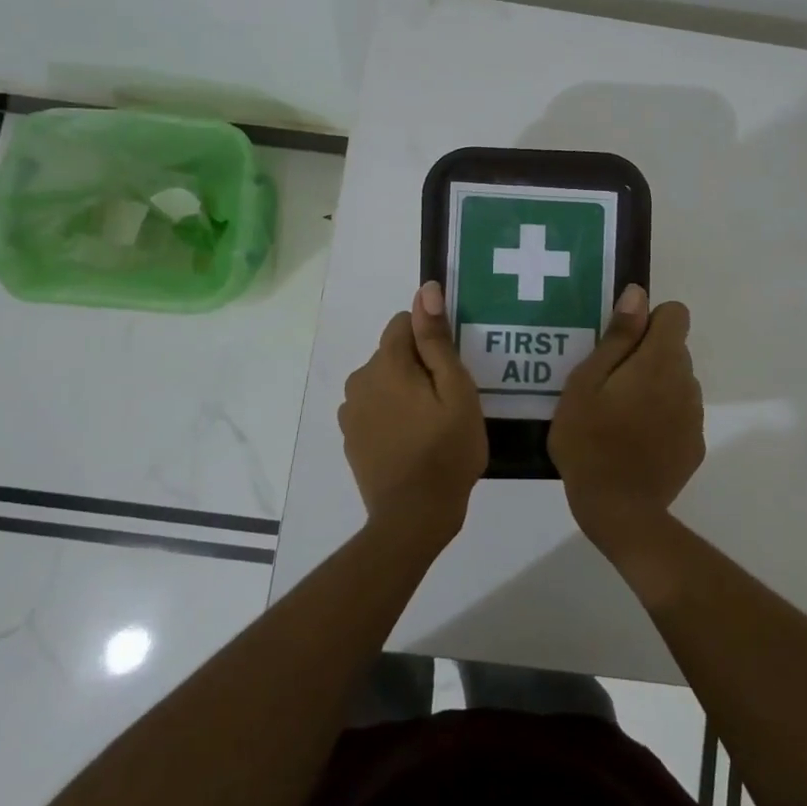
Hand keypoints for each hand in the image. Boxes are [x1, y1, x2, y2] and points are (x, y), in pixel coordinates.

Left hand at [339, 282, 487, 541]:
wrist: (413, 516)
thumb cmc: (446, 450)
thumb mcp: (456, 390)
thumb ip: (437, 339)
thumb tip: (426, 289)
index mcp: (386, 363)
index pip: (404, 321)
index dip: (431, 339)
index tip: (451, 368)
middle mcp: (359, 379)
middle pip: (393, 352)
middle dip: (419, 366)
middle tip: (447, 400)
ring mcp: (350, 411)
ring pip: (383, 380)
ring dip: (404, 390)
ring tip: (432, 423)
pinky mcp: (350, 436)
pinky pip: (374, 407)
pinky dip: (391, 414)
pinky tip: (412, 441)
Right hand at [550, 285, 704, 556]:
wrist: (617, 509)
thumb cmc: (589, 440)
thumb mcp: (586, 382)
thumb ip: (617, 336)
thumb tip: (639, 294)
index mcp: (659, 361)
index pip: (676, 314)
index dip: (648, 321)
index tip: (620, 346)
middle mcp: (686, 382)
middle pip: (675, 349)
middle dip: (647, 355)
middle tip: (609, 385)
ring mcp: (694, 416)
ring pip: (677, 382)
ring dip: (655, 387)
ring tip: (620, 416)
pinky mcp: (695, 445)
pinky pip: (680, 414)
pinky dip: (662, 417)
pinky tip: (635, 441)